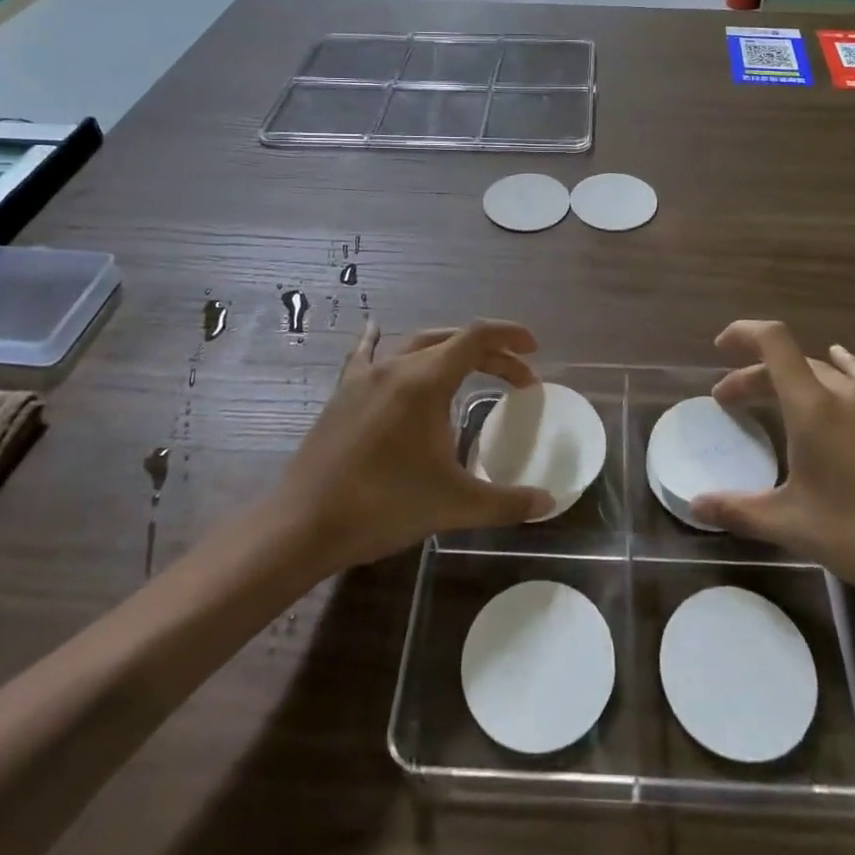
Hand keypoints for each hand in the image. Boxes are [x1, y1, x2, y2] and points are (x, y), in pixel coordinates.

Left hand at [275, 320, 552, 570]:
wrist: (305, 525)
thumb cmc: (384, 507)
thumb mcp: (454, 505)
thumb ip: (507, 501)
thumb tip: (549, 501)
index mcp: (427, 381)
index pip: (478, 337)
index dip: (510, 336)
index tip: (534, 350)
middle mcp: (398, 366)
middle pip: (453, 341)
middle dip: (490, 353)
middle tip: (516, 378)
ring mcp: (366, 376)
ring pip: (416, 344)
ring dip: (449, 350)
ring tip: (470, 366)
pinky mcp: (343, 393)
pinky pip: (365, 354)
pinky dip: (379, 340)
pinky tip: (376, 329)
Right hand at [690, 320, 854, 624]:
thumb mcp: (794, 526)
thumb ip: (739, 510)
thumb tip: (695, 505)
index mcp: (813, 405)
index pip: (772, 341)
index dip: (742, 333)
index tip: (720, 350)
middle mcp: (844, 391)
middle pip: (791, 361)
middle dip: (755, 374)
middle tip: (731, 402)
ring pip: (824, 372)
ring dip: (792, 380)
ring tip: (776, 400)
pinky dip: (837, 374)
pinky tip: (841, 379)